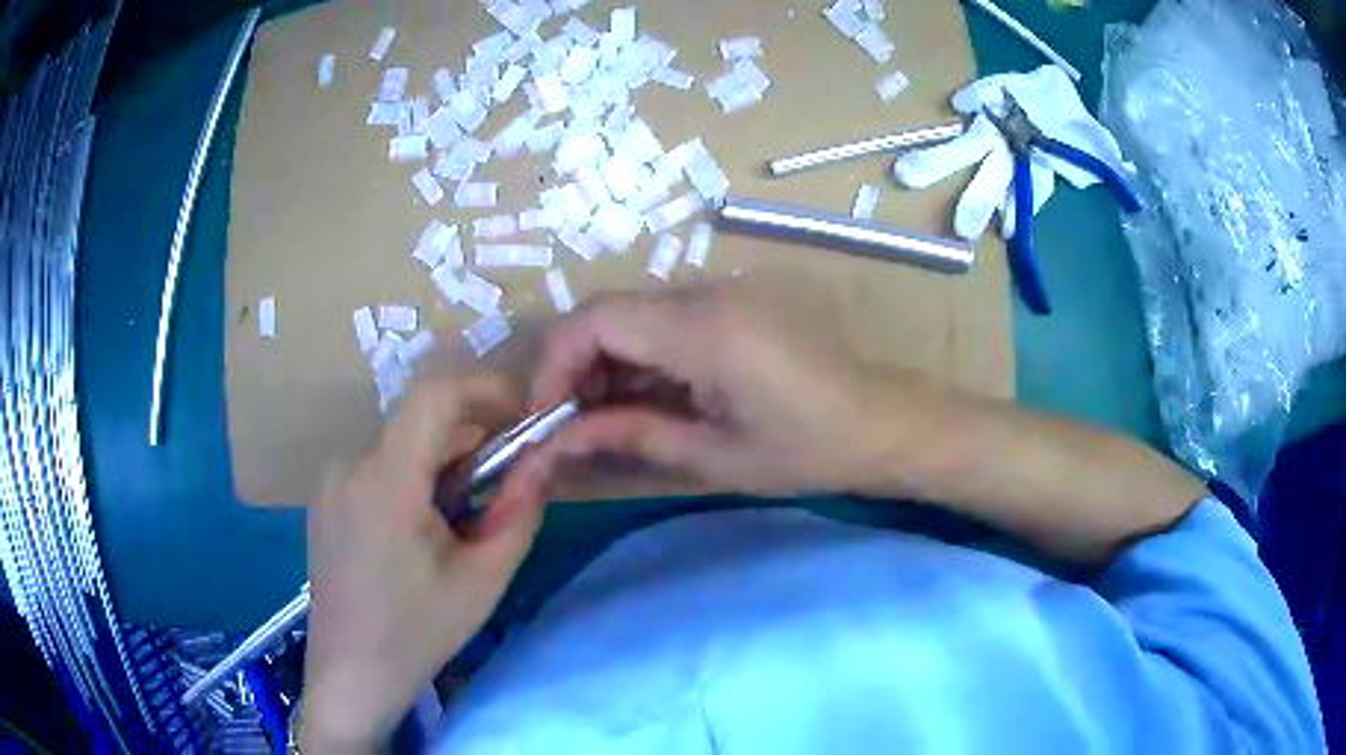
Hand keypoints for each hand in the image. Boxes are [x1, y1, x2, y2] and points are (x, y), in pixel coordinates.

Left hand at [301, 374, 544, 750]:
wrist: (351, 674)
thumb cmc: (418, 632)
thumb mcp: (484, 578)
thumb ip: (520, 511)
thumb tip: (543, 461)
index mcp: (386, 479)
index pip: (436, 393)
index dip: (487, 389)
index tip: (523, 416)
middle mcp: (350, 464)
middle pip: (419, 420)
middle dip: (471, 437)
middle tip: (504, 482)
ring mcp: (331, 481)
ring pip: (400, 443)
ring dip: (442, 461)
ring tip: (462, 518)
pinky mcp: (326, 500)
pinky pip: (377, 466)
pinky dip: (412, 477)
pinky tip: (422, 530)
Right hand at [514, 277, 1202, 564]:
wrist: (887, 422)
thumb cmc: (810, 451)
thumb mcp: (715, 457)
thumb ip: (631, 436)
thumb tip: (560, 438)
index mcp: (704, 330)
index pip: (595, 320)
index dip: (554, 364)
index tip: (547, 415)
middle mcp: (708, 293)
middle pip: (608, 310)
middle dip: (575, 366)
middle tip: (573, 424)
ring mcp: (725, 290)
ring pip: (634, 312)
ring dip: (607, 361)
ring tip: (608, 418)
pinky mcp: (736, 300)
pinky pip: (665, 317)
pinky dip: (641, 354)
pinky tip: (650, 396)